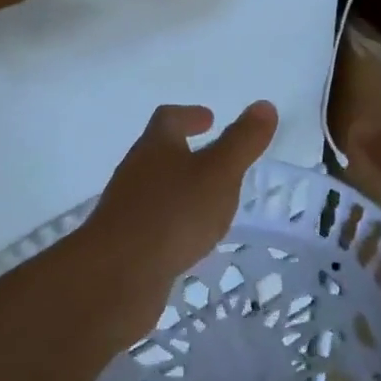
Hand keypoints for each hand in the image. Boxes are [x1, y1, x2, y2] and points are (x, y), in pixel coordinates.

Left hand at [85, 102, 278, 316]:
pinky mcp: (125, 243)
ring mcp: (126, 208)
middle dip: (184, 152)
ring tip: (208, 201)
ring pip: (156, 189)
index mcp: (156, 146)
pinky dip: (172, 222)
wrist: (116, 275)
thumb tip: (264, 105)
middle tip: (213, 159)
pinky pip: (153, 223)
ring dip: (179, 189)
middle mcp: (136, 171)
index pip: (169, 119)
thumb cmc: (172, 213)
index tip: (209, 118)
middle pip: (158, 152)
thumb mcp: (219, 174)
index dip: (189, 115)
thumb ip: (242, 142)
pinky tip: (189, 239)